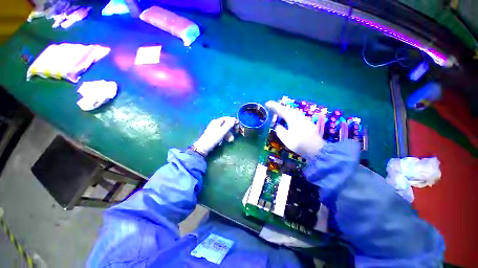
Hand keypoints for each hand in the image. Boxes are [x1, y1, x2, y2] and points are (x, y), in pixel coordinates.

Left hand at [193, 117, 237, 155]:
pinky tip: (224, 141)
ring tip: (230, 141)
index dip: (234, 122)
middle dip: (232, 129)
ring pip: (225, 129)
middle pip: (227, 124)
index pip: (228, 118)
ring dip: (229, 134)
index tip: (238, 128)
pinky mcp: (213, 134)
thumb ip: (229, 124)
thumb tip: (235, 119)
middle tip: (235, 134)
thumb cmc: (213, 138)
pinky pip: (222, 133)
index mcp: (218, 121)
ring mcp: (214, 128)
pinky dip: (224, 136)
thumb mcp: (223, 131)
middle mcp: (216, 123)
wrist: (203, 147)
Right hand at [266, 101, 325, 159]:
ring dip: (284, 110)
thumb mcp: (285, 138)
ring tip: (278, 111)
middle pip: (286, 109)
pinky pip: (295, 115)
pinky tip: (288, 117)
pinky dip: (289, 114)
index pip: (280, 109)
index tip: (266, 103)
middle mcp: (298, 116)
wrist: (316, 149)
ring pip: (291, 111)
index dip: (273, 106)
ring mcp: (303, 118)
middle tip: (271, 106)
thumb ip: (280, 130)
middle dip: (278, 107)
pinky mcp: (306, 122)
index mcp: (292, 118)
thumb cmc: (299, 143)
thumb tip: (278, 126)